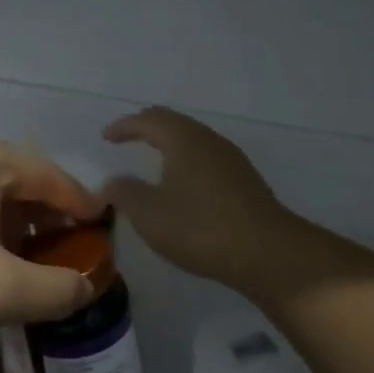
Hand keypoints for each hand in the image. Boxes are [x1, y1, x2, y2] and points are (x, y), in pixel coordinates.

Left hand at [0, 133, 102, 354]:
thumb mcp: (1, 291)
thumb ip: (57, 288)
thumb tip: (85, 286)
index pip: (52, 176)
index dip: (82, 207)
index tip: (103, 235)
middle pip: (19, 181)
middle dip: (47, 220)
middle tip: (66, 257)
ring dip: (13, 227)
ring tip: (26, 267)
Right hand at [102, 108, 292, 292]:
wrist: (267, 252)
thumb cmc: (200, 228)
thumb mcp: (149, 214)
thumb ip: (125, 193)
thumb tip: (112, 182)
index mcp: (184, 139)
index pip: (149, 119)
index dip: (124, 126)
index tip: (106, 137)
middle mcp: (209, 140)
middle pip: (174, 123)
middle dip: (147, 128)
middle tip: (127, 139)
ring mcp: (231, 159)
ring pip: (193, 140)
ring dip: (170, 145)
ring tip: (153, 159)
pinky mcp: (245, 181)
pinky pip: (207, 158)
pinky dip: (187, 161)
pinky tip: (184, 184)